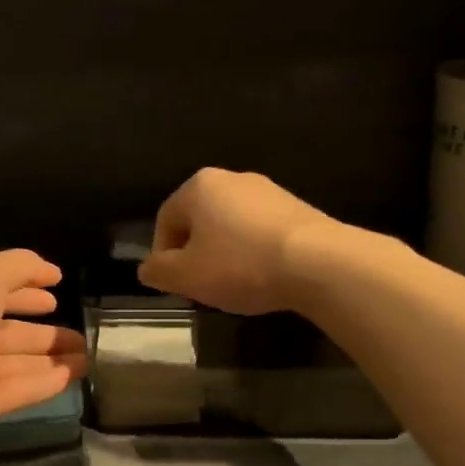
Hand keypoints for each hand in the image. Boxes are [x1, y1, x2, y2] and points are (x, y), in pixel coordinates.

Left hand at [0, 250, 86, 453]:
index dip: (25, 291)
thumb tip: (52, 270)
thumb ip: (19, 266)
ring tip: (88, 353)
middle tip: (80, 332)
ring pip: (19, 362)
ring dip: (53, 357)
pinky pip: (21, 390)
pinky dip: (48, 382)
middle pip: (9, 332)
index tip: (55, 293)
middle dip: (44, 331)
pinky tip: (76, 374)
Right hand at [138, 168, 335, 314]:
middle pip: (199, 220)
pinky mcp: (296, 208)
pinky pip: (260, 231)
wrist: (317, 262)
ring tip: (234, 285)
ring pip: (230, 226)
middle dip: (195, 254)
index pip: (165, 220)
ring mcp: (268, 191)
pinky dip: (254, 252)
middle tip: (201, 287)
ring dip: (225, 254)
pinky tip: (263, 276)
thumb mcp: (187, 276)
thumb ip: (159, 271)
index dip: (163, 256)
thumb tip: (147, 268)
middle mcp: (232, 178)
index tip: (174, 285)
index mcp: (199, 186)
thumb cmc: (240, 264)